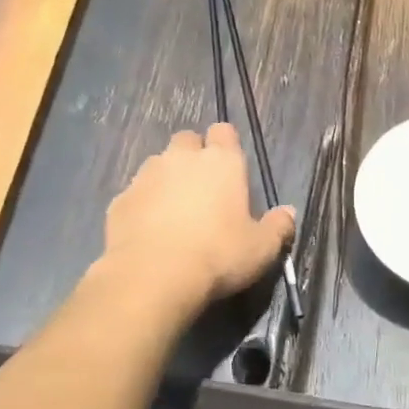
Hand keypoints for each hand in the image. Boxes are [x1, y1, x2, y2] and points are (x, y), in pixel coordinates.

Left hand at [99, 124, 294, 311]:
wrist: (153, 276)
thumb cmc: (217, 256)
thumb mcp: (261, 249)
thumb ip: (278, 227)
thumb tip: (288, 213)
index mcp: (221, 162)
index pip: (224, 131)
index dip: (226, 146)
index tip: (229, 169)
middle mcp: (181, 158)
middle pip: (186, 140)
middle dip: (193, 157)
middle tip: (202, 190)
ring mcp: (146, 176)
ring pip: (157, 164)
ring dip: (166, 179)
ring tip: (173, 212)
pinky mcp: (120, 200)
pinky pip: (135, 194)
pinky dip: (142, 206)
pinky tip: (148, 232)